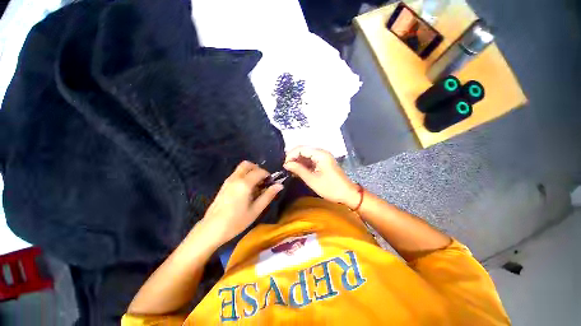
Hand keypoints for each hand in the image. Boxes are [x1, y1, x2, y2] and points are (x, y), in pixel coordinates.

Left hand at [200, 161, 282, 245]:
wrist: (211, 229)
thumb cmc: (236, 221)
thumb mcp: (256, 210)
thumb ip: (268, 195)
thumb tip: (280, 185)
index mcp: (244, 184)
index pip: (259, 171)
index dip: (267, 175)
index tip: (271, 182)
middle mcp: (235, 178)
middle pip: (247, 164)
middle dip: (257, 169)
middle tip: (263, 181)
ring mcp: (228, 181)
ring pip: (241, 168)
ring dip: (250, 172)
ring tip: (255, 186)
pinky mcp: (224, 185)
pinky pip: (236, 174)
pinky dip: (244, 176)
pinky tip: (246, 190)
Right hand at [283, 146, 359, 208]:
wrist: (347, 194)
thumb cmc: (330, 188)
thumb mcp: (312, 179)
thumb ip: (298, 170)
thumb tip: (286, 164)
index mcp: (320, 154)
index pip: (301, 148)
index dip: (291, 155)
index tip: (284, 165)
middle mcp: (321, 152)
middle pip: (303, 150)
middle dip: (293, 158)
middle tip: (286, 168)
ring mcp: (322, 157)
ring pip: (306, 155)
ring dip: (298, 161)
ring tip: (290, 171)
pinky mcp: (323, 162)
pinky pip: (310, 160)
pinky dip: (303, 165)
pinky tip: (298, 171)